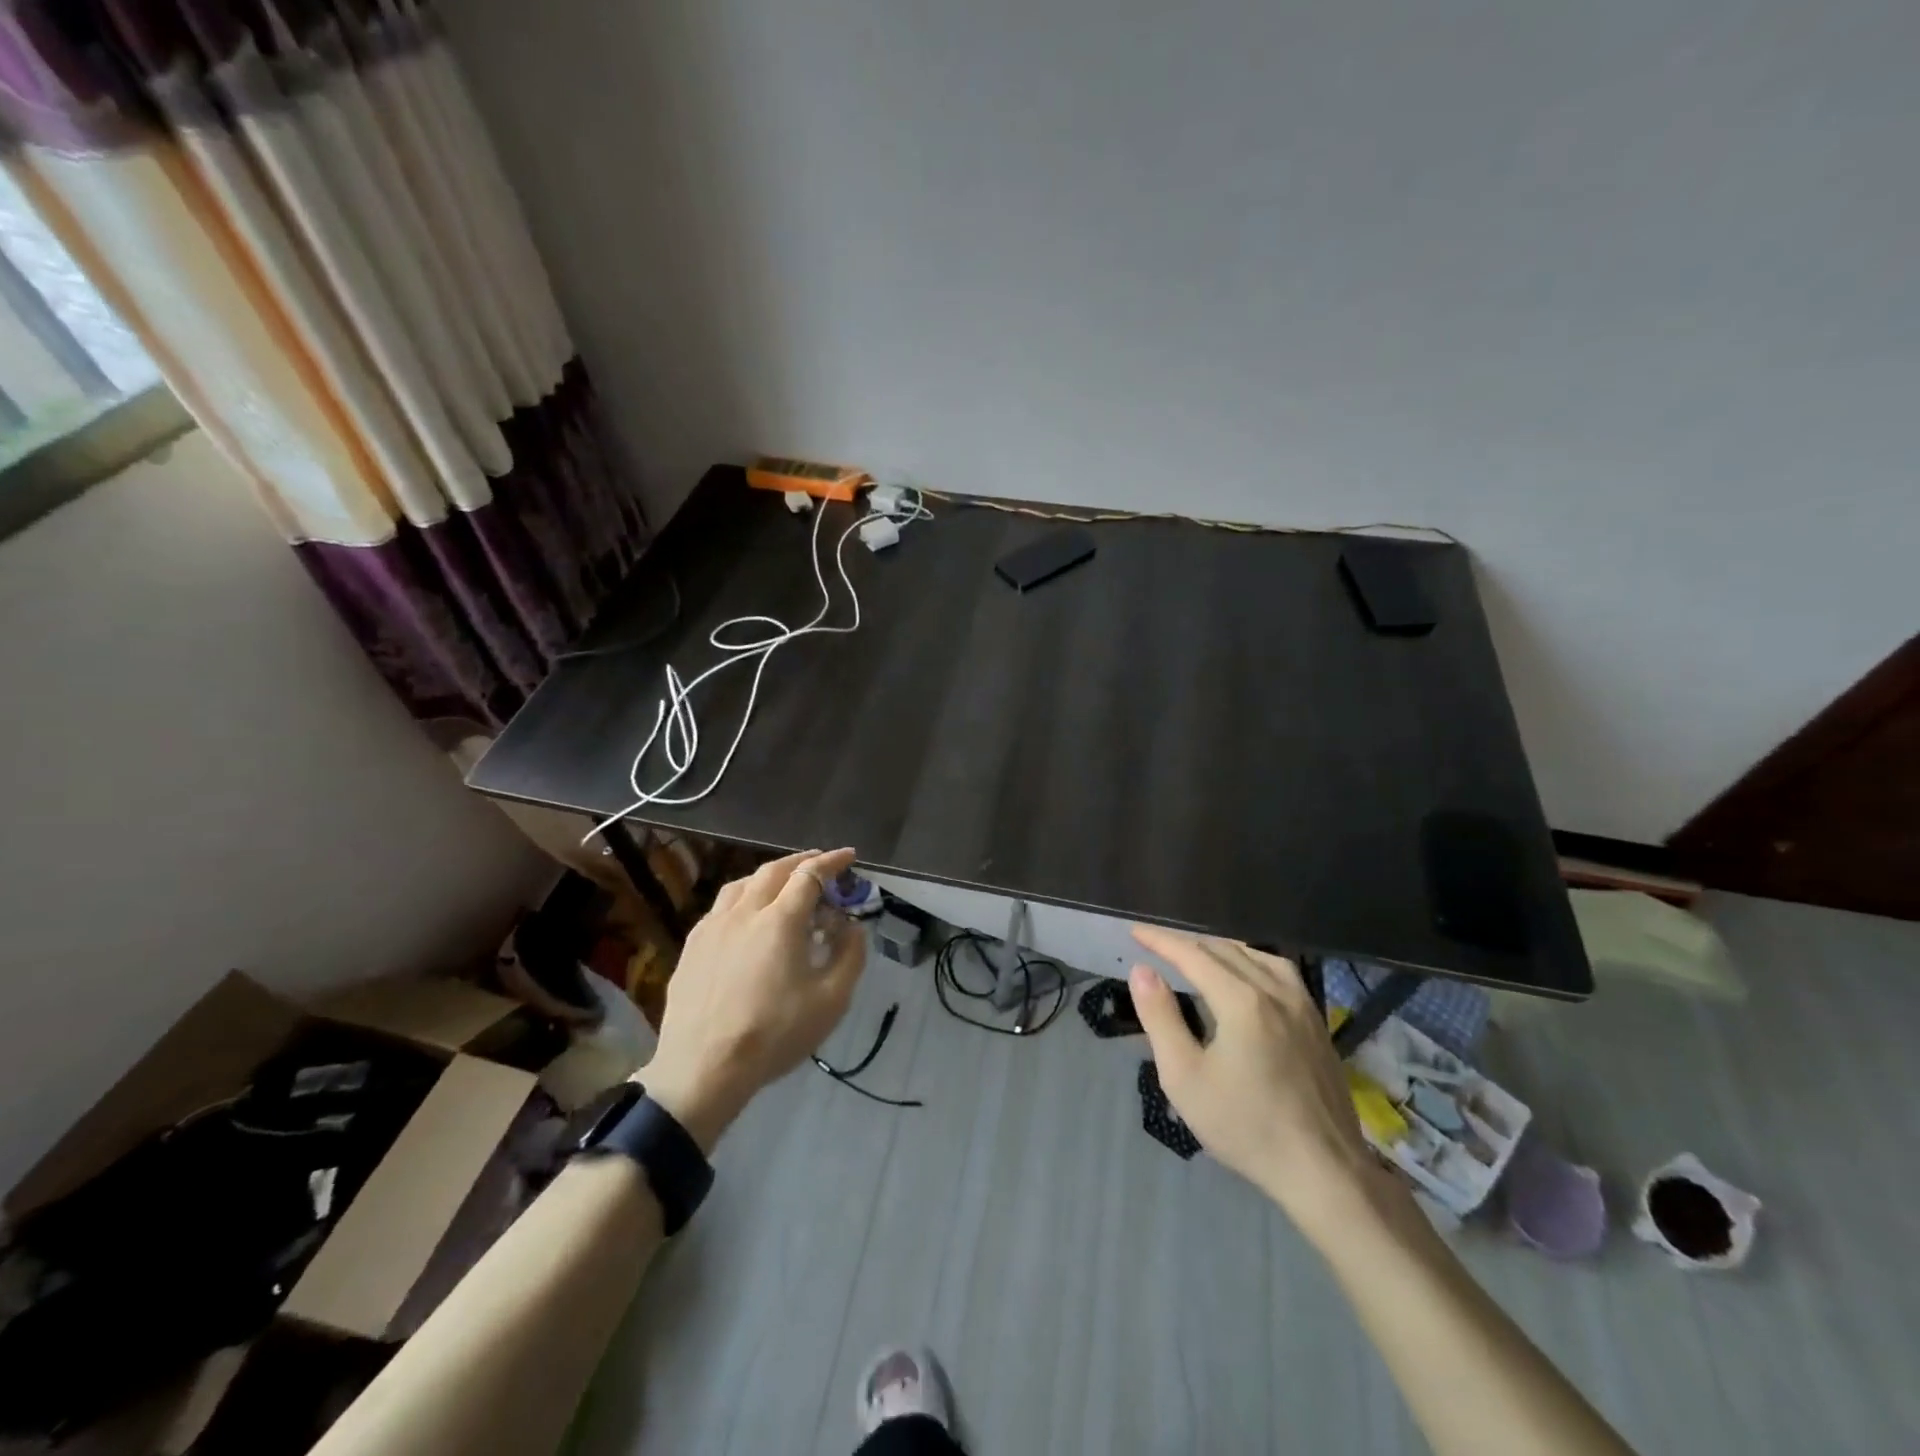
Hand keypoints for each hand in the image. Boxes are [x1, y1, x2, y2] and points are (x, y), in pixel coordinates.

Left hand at [641, 848, 864, 1150]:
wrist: (703, 1069)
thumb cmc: (774, 1034)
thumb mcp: (831, 1001)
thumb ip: (849, 956)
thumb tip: (853, 927)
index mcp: (780, 920)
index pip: (810, 874)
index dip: (832, 861)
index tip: (849, 856)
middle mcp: (744, 912)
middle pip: (774, 871)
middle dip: (801, 861)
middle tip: (819, 864)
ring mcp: (712, 927)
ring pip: (742, 884)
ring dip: (768, 876)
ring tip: (782, 884)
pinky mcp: (691, 947)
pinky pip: (720, 908)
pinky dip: (742, 899)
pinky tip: (745, 919)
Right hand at [1128, 927, 1389, 1243]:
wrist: (1323, 1170)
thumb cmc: (1245, 1126)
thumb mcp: (1185, 1077)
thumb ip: (1160, 1018)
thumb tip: (1142, 971)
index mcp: (1241, 1000)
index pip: (1193, 955)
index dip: (1161, 941)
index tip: (1136, 932)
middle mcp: (1274, 991)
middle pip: (1224, 950)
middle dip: (1187, 943)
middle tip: (1158, 944)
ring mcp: (1302, 1006)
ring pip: (1256, 956)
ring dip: (1221, 948)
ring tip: (1198, 953)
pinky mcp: (1317, 1023)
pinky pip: (1281, 972)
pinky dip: (1253, 960)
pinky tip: (1247, 975)